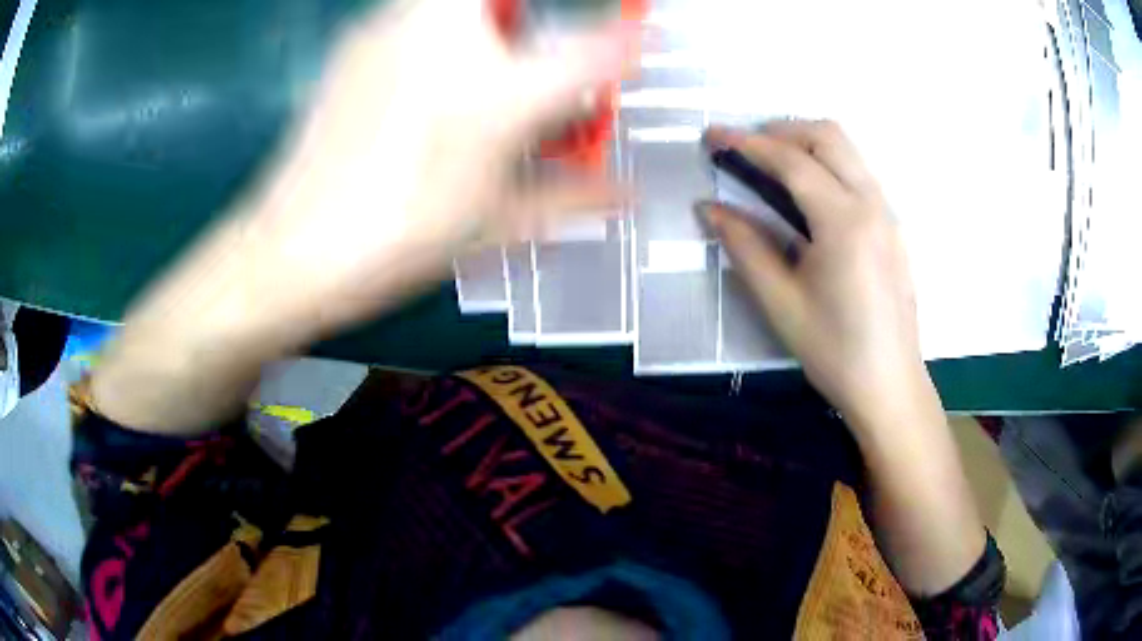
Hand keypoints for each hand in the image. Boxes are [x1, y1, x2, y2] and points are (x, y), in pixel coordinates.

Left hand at [90, 0, 637, 432]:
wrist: (290, 248)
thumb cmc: (395, 241)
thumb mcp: (496, 223)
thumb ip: (573, 196)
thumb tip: (628, 195)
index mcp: (496, 99)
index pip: (596, 50)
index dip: (629, 42)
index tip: (639, 37)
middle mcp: (450, 41)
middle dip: (534, 17)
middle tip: (534, 58)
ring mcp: (395, 27)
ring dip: (492, 19)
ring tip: (474, 74)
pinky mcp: (359, 35)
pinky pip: (417, 7)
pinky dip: (439, 23)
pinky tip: (425, 75)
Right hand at [704, 122, 987, 595]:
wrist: (890, 385)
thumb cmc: (835, 351)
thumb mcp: (781, 302)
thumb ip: (745, 246)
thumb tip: (709, 208)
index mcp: (843, 221)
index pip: (792, 161)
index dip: (747, 142)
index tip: (713, 134)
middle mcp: (871, 203)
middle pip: (828, 136)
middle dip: (782, 130)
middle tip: (746, 146)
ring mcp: (887, 213)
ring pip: (848, 150)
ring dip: (807, 143)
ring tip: (771, 162)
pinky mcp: (892, 227)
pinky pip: (858, 173)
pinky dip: (827, 163)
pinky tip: (807, 193)